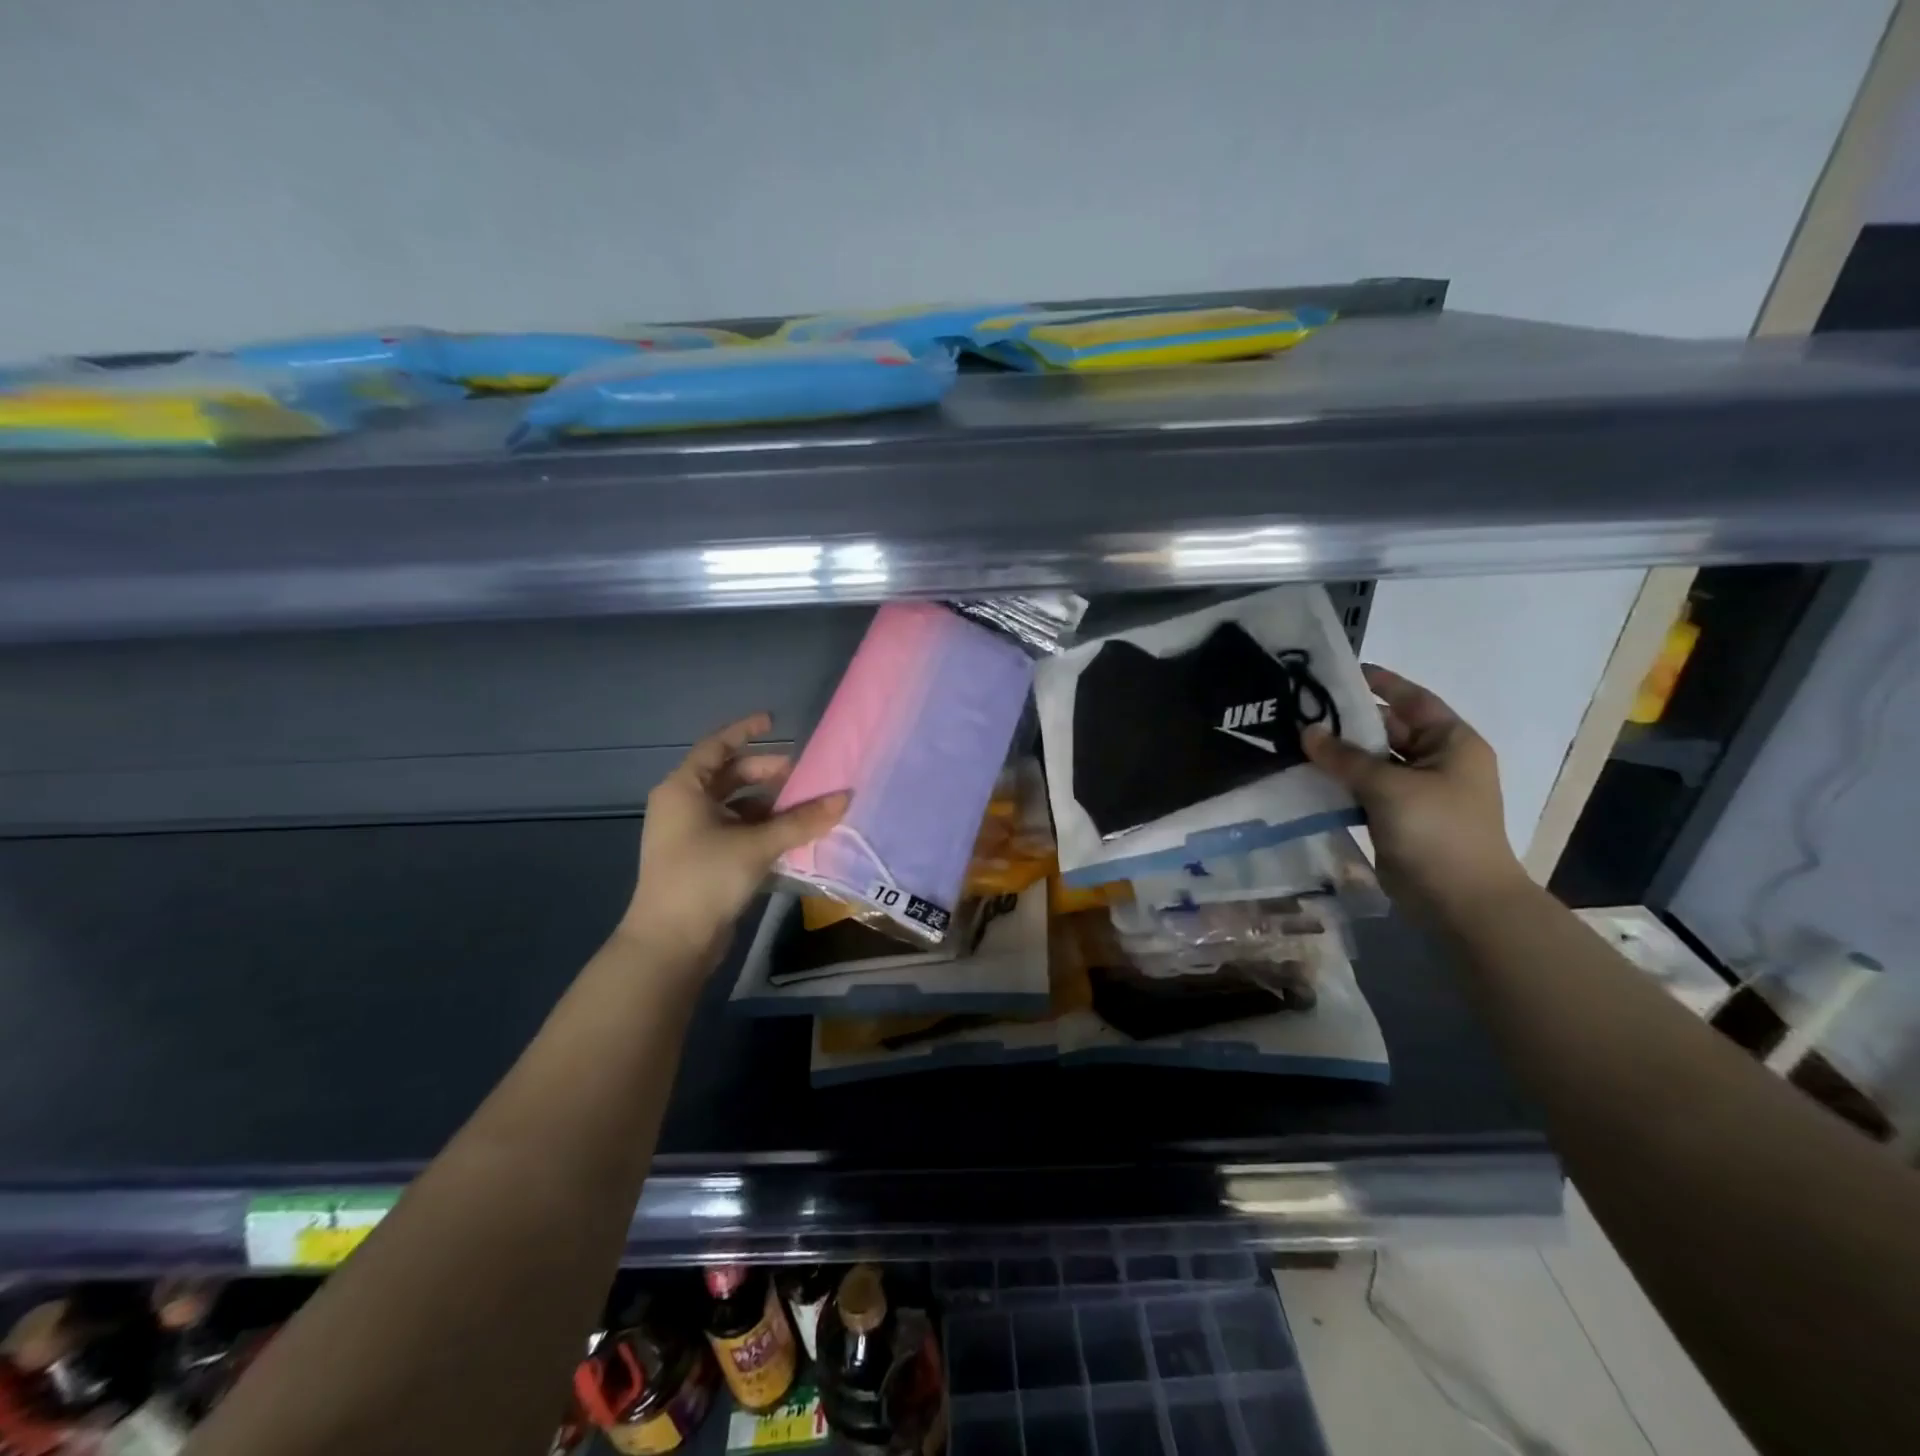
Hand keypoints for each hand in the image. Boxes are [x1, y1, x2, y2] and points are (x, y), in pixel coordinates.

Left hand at [621, 713, 847, 966]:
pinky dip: (759, 828)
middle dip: (765, 773)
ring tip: (802, 806)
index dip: (745, 731)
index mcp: (683, 789)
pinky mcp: (700, 860)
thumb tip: (846, 797)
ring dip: (767, 804)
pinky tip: (788, 835)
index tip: (774, 721)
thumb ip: (802, 820)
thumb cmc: (705, 878)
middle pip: (728, 776)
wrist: (670, 943)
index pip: (717, 746)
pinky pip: (734, 830)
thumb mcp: (757, 845)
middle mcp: (682, 805)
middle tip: (801, 775)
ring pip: (734, 806)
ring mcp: (689, 834)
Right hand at [1302, 665, 1526, 913]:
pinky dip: (1339, 782)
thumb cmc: (1438, 831)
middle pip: (1387, 730)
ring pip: (1371, 762)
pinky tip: (1305, 776)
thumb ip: (1345, 757)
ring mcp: (1416, 791)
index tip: (1339, 672)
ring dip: (1338, 755)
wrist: (1459, 902)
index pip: (1412, 700)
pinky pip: (1363, 789)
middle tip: (1299, 709)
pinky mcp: (1396, 817)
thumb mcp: (1389, 786)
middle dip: (1347, 722)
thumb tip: (1306, 731)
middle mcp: (1436, 761)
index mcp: (1451, 743)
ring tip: (1293, 740)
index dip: (1380, 683)